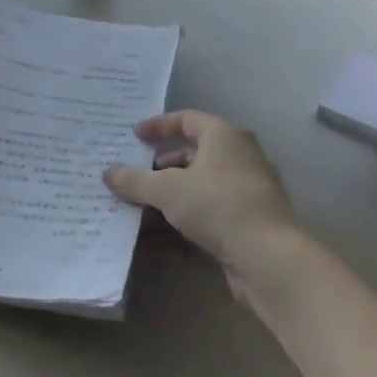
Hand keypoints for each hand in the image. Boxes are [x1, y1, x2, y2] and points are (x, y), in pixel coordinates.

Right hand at [104, 111, 297, 271]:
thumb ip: (135, 179)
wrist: (269, 257)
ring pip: (206, 178)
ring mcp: (251, 186)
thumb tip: (107, 172)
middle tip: (139, 171)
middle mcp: (241, 154)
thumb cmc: (217, 206)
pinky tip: (173, 222)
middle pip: (197, 149)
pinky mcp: (253, 216)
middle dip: (166, 160)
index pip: (187, 119)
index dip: (159, 125)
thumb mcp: (166, 190)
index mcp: (224, 135)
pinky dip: (192, 206)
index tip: (135, 136)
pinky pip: (215, 202)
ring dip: (177, 185)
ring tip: (150, 200)